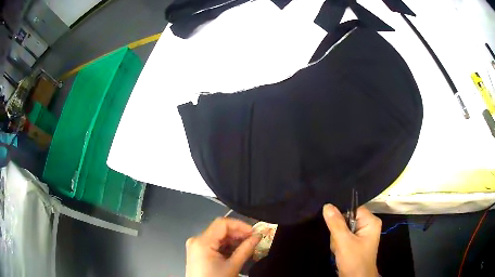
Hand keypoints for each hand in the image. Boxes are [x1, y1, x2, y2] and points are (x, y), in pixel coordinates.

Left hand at [185, 218, 261, 276]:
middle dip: (238, 234)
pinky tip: (236, 252)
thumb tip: (258, 236)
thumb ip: (246, 249)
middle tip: (253, 240)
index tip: (254, 232)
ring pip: (217, 237)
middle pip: (219, 229)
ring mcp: (195, 246)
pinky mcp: (197, 252)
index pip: (222, 223)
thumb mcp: (233, 266)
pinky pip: (213, 244)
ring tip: (246, 247)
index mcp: (202, 242)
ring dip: (233, 241)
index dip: (240, 225)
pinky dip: (225, 247)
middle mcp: (196, 240)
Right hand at [323, 204, 380, 276]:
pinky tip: (339, 251)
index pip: (353, 208)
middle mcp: (367, 225)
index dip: (341, 214)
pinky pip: (343, 237)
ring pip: (342, 229)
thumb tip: (327, 206)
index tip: (332, 222)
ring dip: (337, 239)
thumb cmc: (354, 260)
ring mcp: (361, 235)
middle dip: (338, 231)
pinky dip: (338, 244)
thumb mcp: (344, 242)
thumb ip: (336, 224)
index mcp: (371, 221)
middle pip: (347, 219)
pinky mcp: (355, 242)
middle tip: (339, 242)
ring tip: (339, 249)